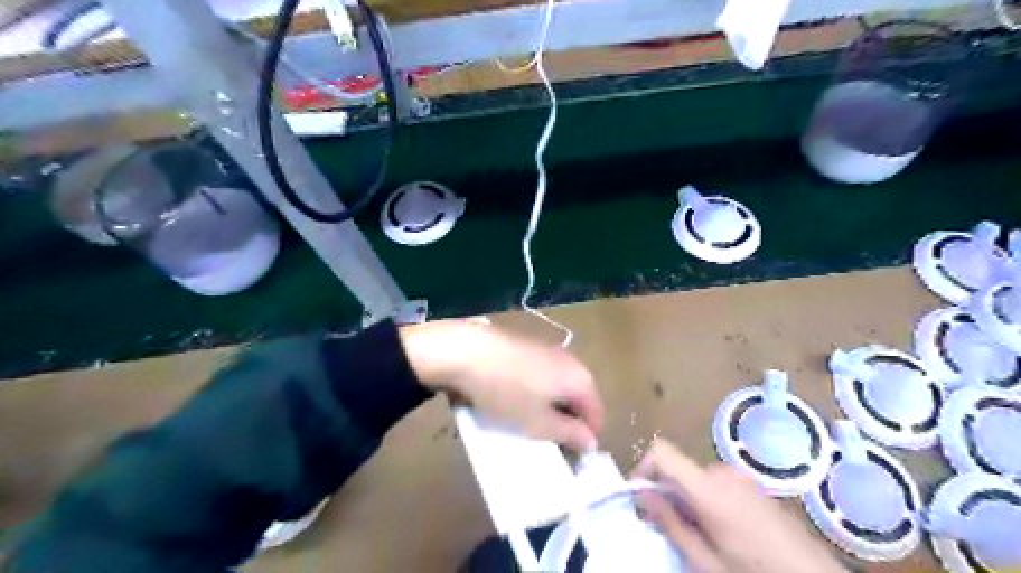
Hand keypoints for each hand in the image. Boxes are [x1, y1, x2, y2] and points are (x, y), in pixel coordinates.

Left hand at [401, 321, 604, 450]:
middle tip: (545, 443)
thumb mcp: (539, 423)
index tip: (567, 459)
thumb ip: (570, 434)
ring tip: (526, 424)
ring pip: (558, 389)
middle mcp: (571, 361)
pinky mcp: (527, 348)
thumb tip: (591, 442)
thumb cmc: (507, 392)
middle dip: (566, 424)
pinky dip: (534, 393)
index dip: (585, 440)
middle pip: (578, 401)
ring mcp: (548, 352)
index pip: (596, 416)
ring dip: (548, 409)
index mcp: (581, 379)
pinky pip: (540, 378)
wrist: (466, 351)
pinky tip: (512, 400)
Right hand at [636, 438, 842, 571]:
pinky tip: (725, 532)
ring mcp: (742, 477)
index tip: (640, 497)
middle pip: (679, 469)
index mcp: (708, 487)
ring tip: (702, 537)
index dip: (644, 467)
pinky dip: (709, 500)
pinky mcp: (755, 486)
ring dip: (689, 500)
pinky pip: (718, 483)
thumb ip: (671, 524)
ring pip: (697, 478)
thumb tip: (642, 496)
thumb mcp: (705, 560)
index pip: (662, 452)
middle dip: (669, 494)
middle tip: (672, 530)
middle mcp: (723, 472)